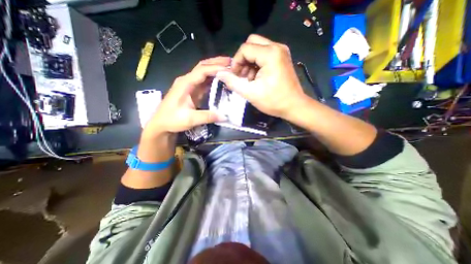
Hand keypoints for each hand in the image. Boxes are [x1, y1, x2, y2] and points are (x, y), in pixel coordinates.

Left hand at [145, 57, 230, 138]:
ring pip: (204, 73)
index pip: (202, 71)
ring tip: (229, 69)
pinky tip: (221, 80)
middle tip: (231, 62)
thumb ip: (207, 116)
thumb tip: (225, 116)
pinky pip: (204, 82)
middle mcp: (187, 81)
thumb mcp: (190, 119)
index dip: (216, 68)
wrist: (161, 124)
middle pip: (203, 66)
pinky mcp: (192, 91)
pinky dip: (213, 79)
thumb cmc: (172, 120)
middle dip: (216, 62)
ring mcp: (190, 85)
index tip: (230, 70)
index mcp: (185, 83)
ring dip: (215, 69)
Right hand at [216, 34, 311, 117]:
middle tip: (241, 75)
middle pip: (251, 43)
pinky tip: (256, 77)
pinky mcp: (282, 58)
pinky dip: (257, 64)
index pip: (245, 49)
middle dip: (243, 59)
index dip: (236, 62)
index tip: (235, 76)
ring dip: (249, 62)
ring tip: (249, 79)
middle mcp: (277, 47)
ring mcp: (281, 52)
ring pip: (258, 48)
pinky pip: (264, 54)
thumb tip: (220, 73)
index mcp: (270, 54)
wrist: (294, 106)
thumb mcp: (250, 93)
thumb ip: (233, 82)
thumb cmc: (273, 101)